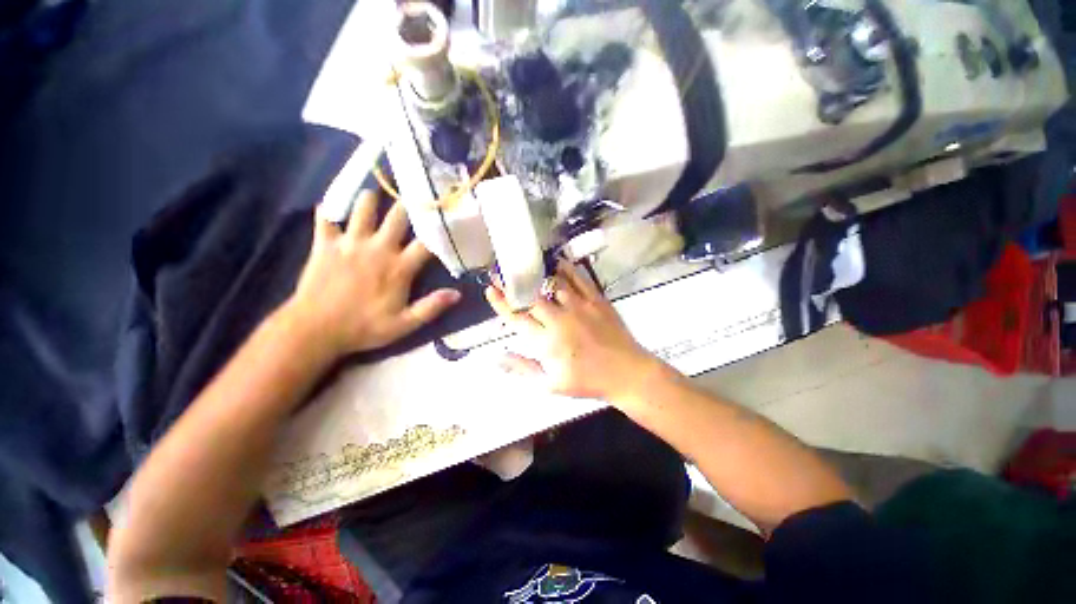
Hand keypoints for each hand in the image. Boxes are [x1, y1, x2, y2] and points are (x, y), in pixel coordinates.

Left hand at [285, 190, 459, 355]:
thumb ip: (431, 307)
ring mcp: (349, 243)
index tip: (445, 221)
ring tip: (375, 192)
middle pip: (397, 217)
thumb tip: (457, 294)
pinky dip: (329, 209)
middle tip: (414, 191)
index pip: (425, 244)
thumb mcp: (404, 324)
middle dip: (408, 204)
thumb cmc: (363, 327)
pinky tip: (332, 204)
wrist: (314, 330)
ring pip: (362, 209)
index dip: (437, 231)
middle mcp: (378, 248)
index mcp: (399, 267)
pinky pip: (325, 217)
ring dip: (370, 199)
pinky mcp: (324, 244)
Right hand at [485, 261, 661, 401]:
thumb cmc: (586, 381)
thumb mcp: (550, 384)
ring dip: (537, 274)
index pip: (517, 318)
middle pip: (531, 297)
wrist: (625, 373)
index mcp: (547, 342)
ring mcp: (580, 307)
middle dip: (513, 283)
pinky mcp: (596, 300)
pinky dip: (566, 269)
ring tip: (525, 265)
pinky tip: (557, 262)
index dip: (501, 303)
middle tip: (501, 272)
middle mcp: (560, 320)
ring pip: (553, 283)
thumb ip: (522, 368)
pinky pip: (579, 279)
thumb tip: (497, 357)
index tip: (490, 289)